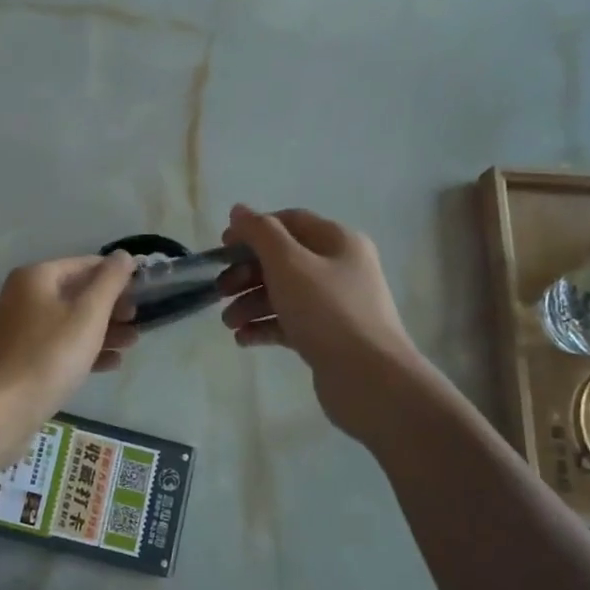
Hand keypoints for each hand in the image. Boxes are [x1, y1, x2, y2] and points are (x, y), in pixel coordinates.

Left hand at [0, 253, 140, 429]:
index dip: (117, 276)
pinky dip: (84, 351)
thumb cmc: (49, 355)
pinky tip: (111, 364)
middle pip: (76, 294)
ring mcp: (20, 330)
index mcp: (36, 278)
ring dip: (103, 330)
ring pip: (69, 322)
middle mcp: (24, 297)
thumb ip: (109, 282)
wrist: (1, 409)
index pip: (85, 265)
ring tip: (132, 343)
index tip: (144, 291)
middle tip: (138, 321)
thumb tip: (124, 255)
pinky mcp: (21, 359)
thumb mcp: (88, 315)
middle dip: (111, 307)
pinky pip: (58, 346)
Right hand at [216, 204, 424, 440]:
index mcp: (337, 242)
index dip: (253, 230)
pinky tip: (244, 339)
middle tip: (220, 291)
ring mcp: (334, 305)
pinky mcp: (327, 337)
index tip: (222, 248)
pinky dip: (264, 327)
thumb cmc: (327, 312)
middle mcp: (339, 268)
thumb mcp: (288, 264)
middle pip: (282, 260)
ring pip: (283, 294)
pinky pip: (289, 323)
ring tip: (229, 324)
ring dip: (250, 304)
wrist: (369, 378)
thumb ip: (260, 233)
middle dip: (246, 273)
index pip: (289, 222)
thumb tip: (239, 210)